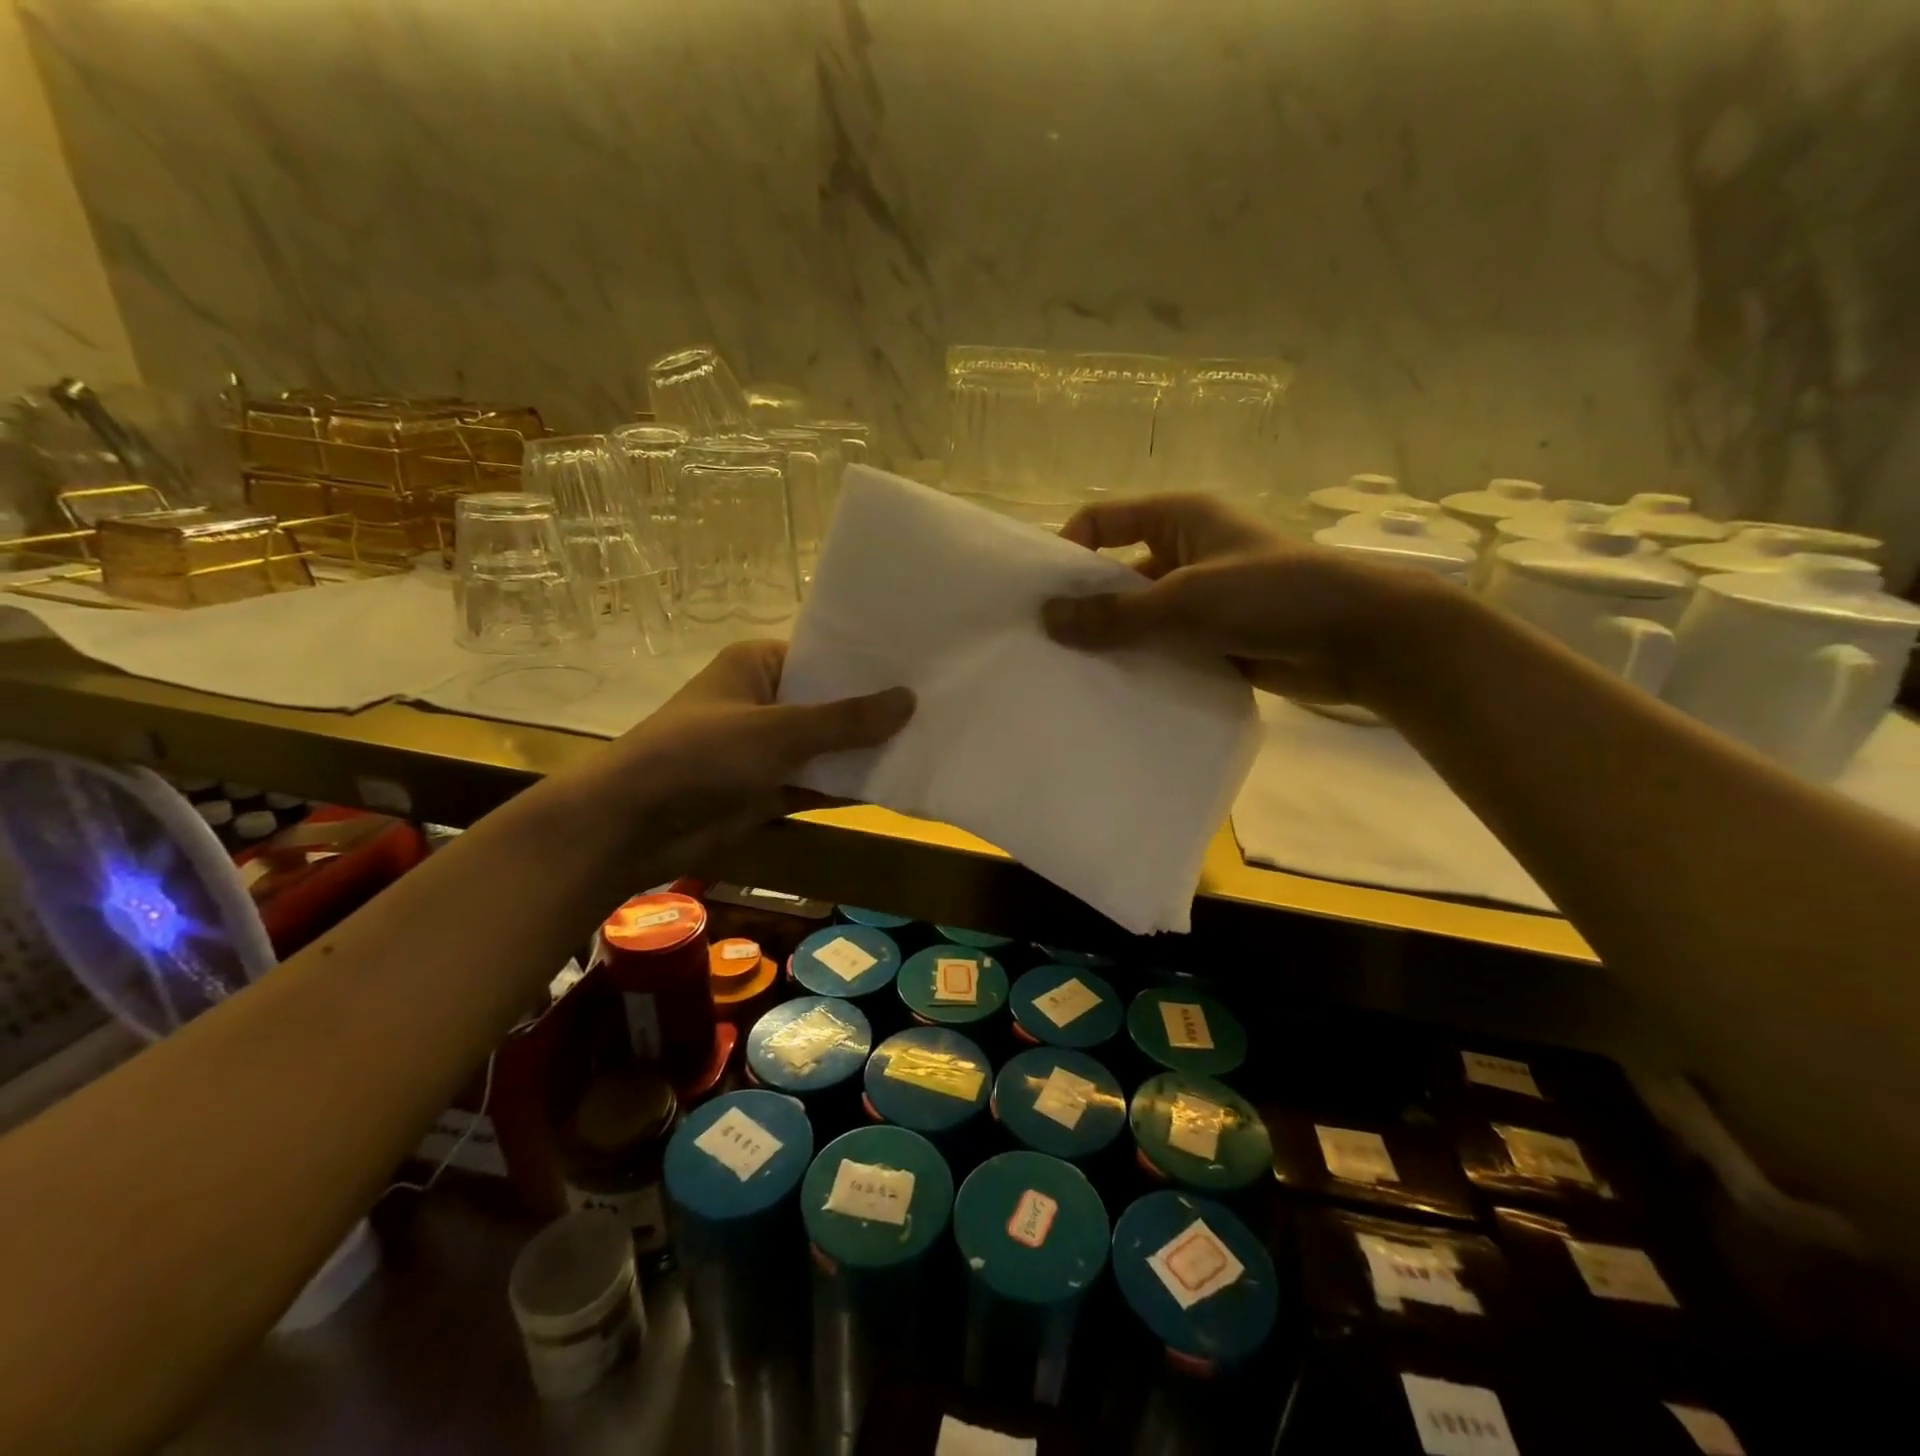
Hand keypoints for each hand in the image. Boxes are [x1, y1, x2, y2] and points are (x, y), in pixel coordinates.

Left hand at [579, 640, 913, 870]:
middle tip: (940, 704)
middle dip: (876, 710)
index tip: (921, 665)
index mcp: (758, 665)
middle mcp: (766, 701)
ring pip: (829, 747)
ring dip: (867, 750)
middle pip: (832, 702)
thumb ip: (844, 720)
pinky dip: (850, 785)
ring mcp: (769, 749)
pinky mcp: (770, 790)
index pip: (824, 656)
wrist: (633, 826)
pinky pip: (820, 783)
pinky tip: (899, 782)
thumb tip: (909, 700)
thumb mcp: (777, 731)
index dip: (869, 663)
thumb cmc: (701, 755)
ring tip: (933, 740)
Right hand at [1039, 494, 1428, 704]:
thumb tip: (1046, 620)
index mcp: (1177, 518)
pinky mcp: (1213, 636)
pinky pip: (1163, 645)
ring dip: (1112, 640)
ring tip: (1070, 674)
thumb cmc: (1271, 595)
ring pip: (1139, 615)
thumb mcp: (1185, 600)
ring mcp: (1200, 596)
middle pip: (1116, 572)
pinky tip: (1114, 691)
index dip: (1067, 550)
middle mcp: (1183, 551)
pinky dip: (1141, 663)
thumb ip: (1115, 615)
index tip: (1040, 596)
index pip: (1102, 520)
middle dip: (1084, 605)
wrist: (1361, 638)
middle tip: (1045, 645)